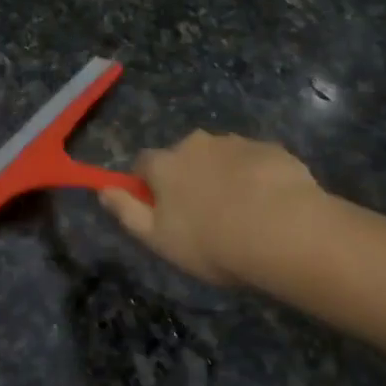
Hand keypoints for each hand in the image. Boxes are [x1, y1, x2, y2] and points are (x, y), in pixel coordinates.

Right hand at [100, 131, 320, 286]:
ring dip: (223, 175)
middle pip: (184, 156)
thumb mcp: (158, 239)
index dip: (148, 185)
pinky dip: (255, 177)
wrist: (283, 230)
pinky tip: (269, 205)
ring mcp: (236, 143)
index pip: (143, 163)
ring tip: (241, 212)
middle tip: (205, 214)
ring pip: (220, 156)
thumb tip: (102, 190)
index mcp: (165, 164)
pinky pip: (254, 161)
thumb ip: (126, 212)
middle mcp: (196, 143)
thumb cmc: (211, 242)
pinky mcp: (271, 149)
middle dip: (189, 177)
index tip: (160, 209)